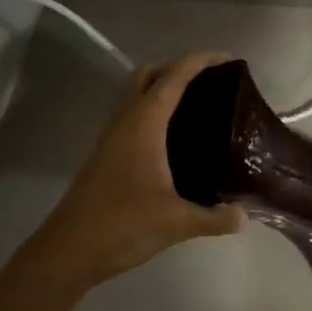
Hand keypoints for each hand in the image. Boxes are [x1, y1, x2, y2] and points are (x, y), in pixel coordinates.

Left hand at [33, 52, 244, 284]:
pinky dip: (155, 109)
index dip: (200, 61)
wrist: (67, 252)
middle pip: (149, 74)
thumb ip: (214, 218)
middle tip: (212, 79)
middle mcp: (126, 121)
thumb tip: (244, 216)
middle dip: (179, 66)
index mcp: (143, 124)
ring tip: (199, 102)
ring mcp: (112, 137)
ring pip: (137, 93)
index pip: (173, 77)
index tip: (229, 59)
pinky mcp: (107, 154)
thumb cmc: (122, 225)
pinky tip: (175, 135)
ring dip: (164, 86)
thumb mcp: (176, 222)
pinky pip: (134, 114)